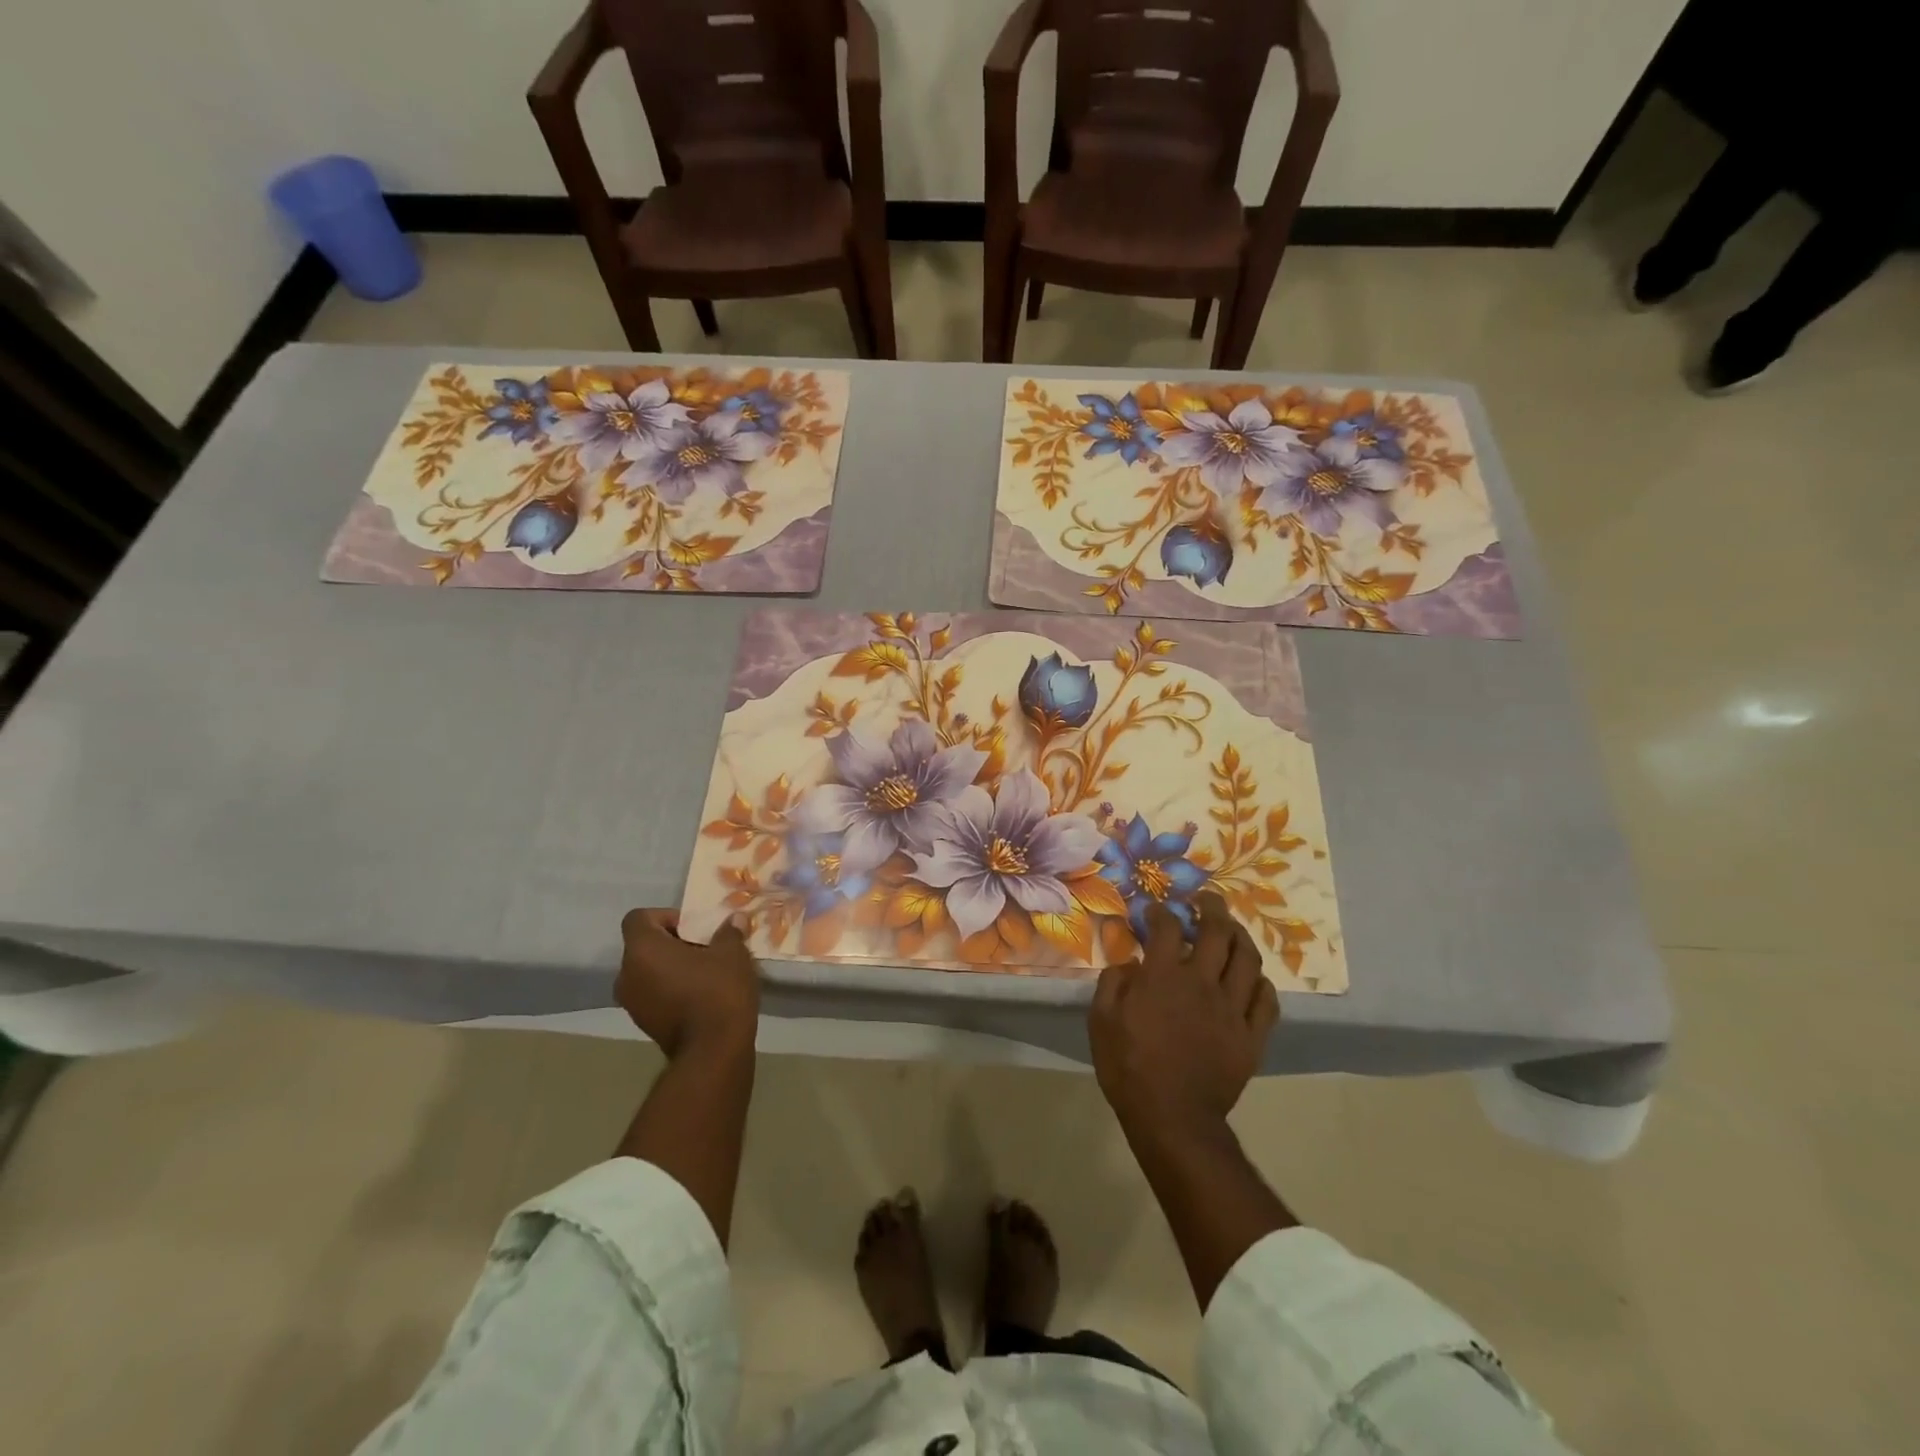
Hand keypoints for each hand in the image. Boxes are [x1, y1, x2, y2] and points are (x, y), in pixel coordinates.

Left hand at [617, 909, 760, 1058]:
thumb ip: (729, 932)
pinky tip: (700, 994)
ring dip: (671, 967)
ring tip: (704, 972)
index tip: (694, 928)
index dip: (666, 916)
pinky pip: (652, 993)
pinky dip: (670, 988)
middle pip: (643, 945)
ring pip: (648, 971)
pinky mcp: (643, 1024)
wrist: (713, 1051)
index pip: (639, 918)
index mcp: (642, 950)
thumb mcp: (732, 953)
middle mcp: (627, 974)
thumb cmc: (718, 991)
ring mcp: (631, 1003)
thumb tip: (734, 920)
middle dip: (672, 943)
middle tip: (704, 947)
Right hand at [1090, 893, 1279, 1132]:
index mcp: (1163, 977)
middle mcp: (1201, 982)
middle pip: (1217, 930)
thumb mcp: (1101, 1021)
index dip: (1161, 912)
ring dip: (1239, 936)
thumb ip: (1113, 983)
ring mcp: (1232, 1008)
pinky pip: (1267, 999)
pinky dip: (1260, 982)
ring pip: (1247, 958)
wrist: (1172, 1118)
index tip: (1156, 913)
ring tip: (1231, 929)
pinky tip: (1251, 978)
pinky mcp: (1251, 1035)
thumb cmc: (1128, 1067)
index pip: (1167, 927)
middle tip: (1205, 901)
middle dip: (1211, 907)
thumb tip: (1130, 963)